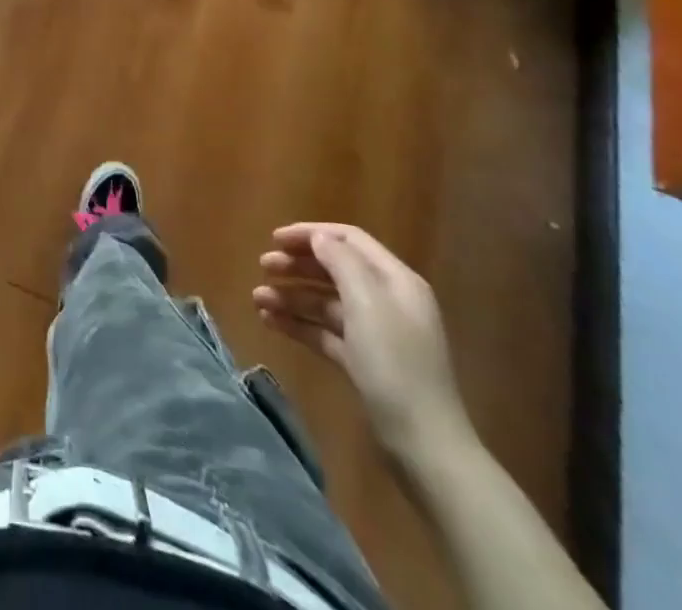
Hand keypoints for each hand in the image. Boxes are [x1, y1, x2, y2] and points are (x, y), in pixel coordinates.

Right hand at [253, 223, 471, 462]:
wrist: (424, 446)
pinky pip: (325, 332)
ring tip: (257, 299)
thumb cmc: (395, 364)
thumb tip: (318, 238)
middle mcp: (387, 301)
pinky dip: (299, 323)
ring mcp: (375, 334)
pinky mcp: (363, 362)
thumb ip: (341, 262)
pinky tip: (270, 322)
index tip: (274, 239)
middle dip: (297, 265)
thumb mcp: (367, 303)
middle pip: (335, 269)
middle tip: (263, 266)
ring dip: (292, 296)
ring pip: (325, 302)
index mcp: (396, 281)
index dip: (311, 234)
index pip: (349, 240)